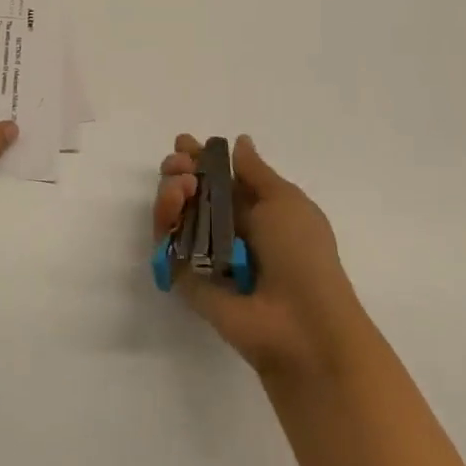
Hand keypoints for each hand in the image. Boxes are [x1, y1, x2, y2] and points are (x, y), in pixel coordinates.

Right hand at [153, 133, 369, 381]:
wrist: (300, 323)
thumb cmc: (302, 253)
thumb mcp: (285, 201)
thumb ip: (255, 171)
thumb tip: (239, 142)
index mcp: (256, 211)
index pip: (220, 178)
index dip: (202, 159)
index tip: (185, 142)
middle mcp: (227, 230)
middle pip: (191, 193)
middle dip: (180, 170)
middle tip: (178, 162)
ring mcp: (204, 254)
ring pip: (175, 213)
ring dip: (172, 188)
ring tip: (183, 183)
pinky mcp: (185, 276)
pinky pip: (166, 242)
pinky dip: (164, 217)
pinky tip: (174, 199)